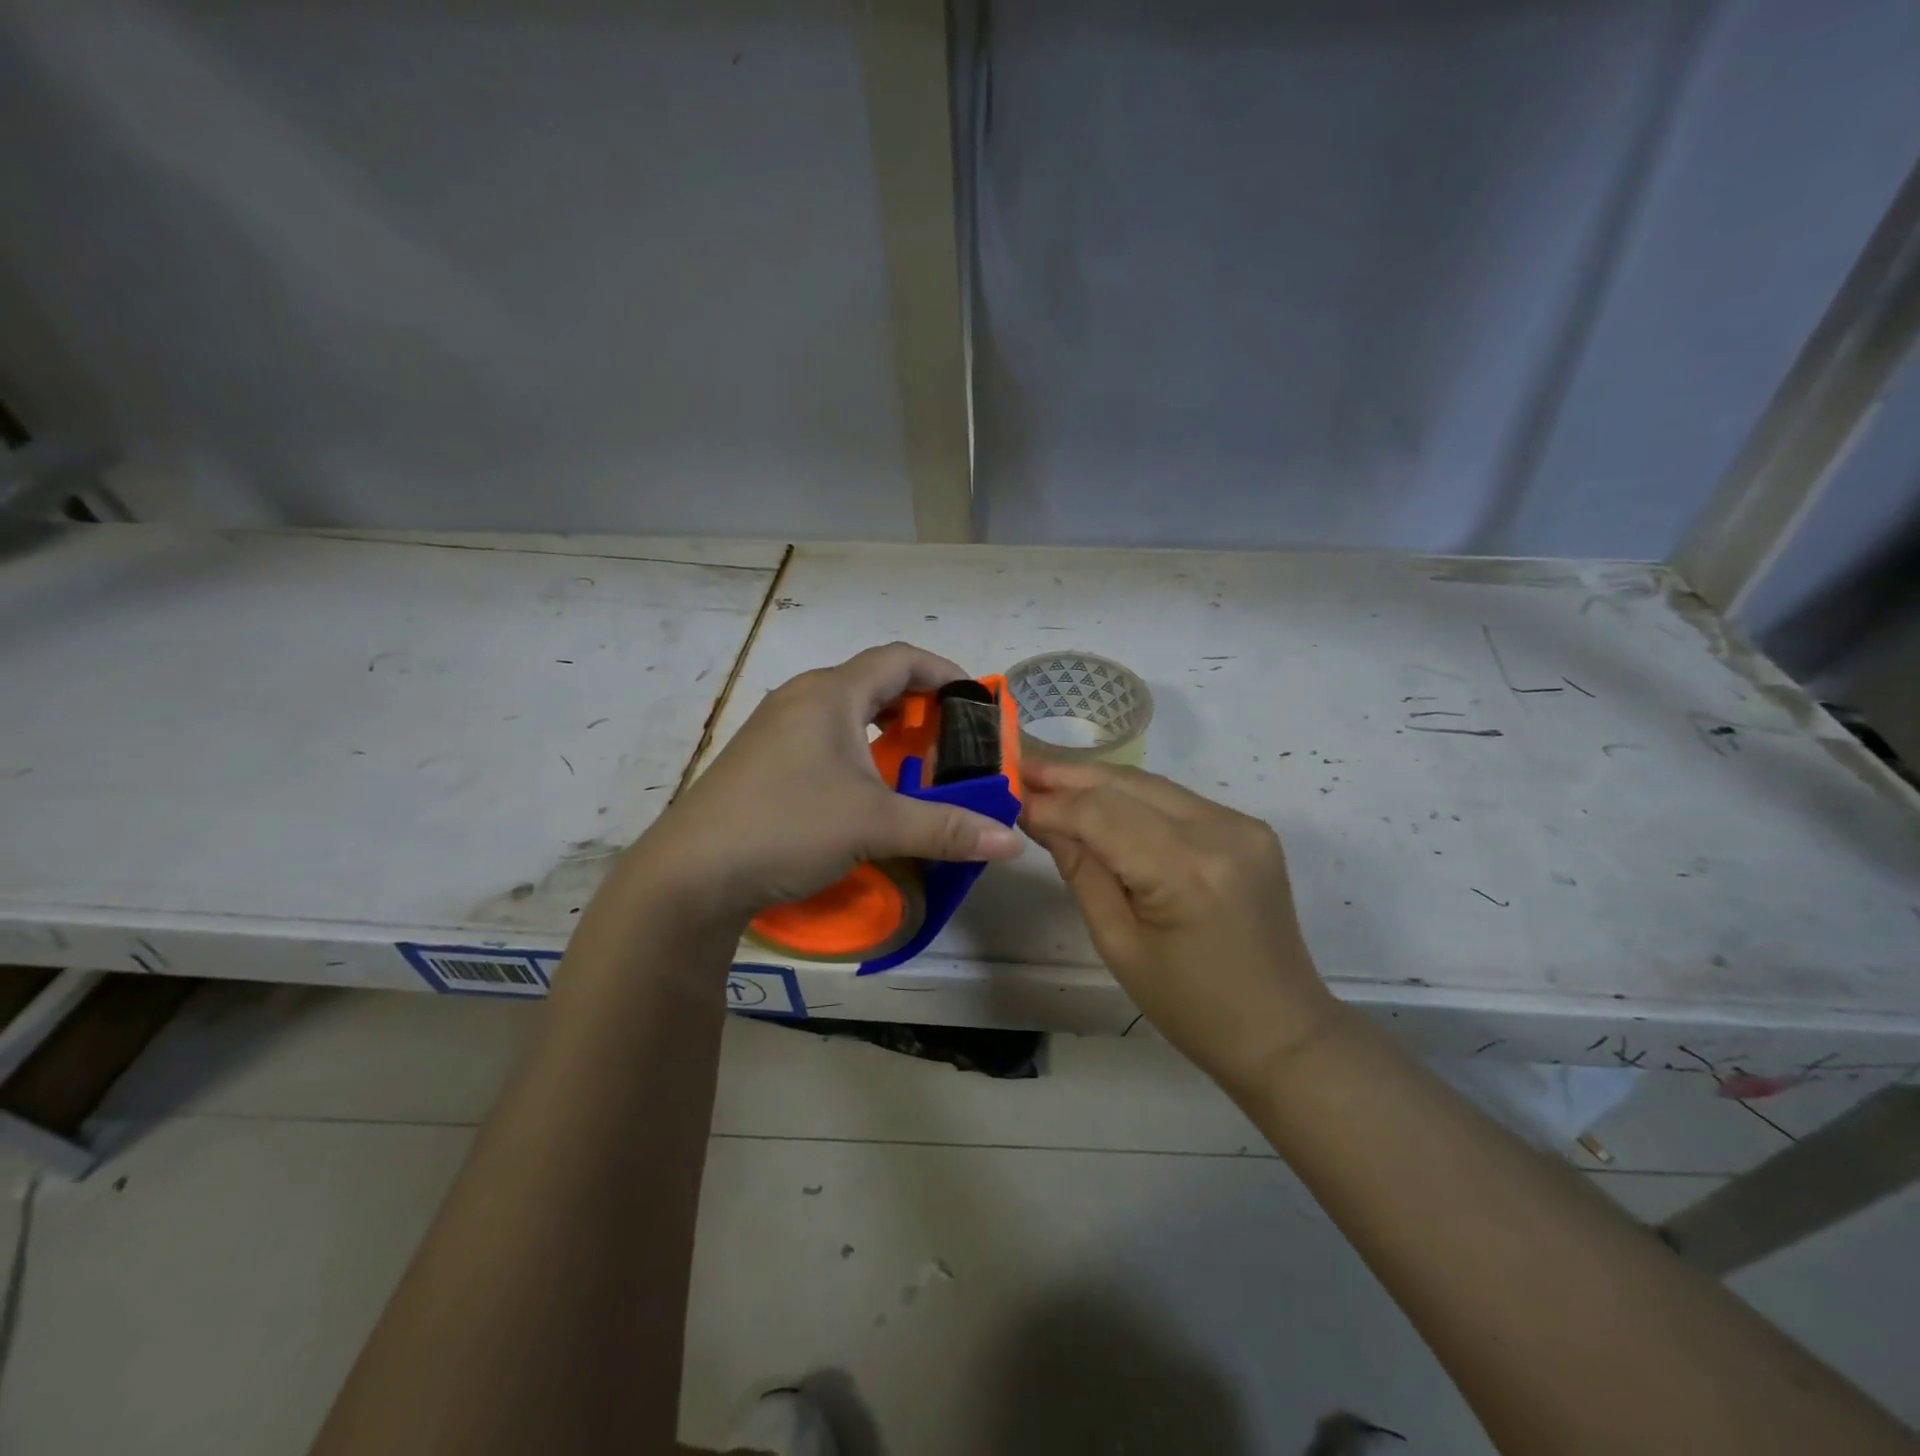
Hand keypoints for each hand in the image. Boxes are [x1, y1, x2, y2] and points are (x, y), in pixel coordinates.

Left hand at [629, 643, 1022, 928]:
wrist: (691, 873)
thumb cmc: (787, 827)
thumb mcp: (875, 825)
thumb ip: (946, 828)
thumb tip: (1011, 842)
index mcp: (831, 693)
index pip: (900, 659)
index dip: (944, 672)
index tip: (976, 700)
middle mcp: (802, 697)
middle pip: (873, 680)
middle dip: (918, 703)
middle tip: (950, 737)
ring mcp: (776, 726)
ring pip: (845, 708)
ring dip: (886, 726)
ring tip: (913, 759)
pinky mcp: (762, 757)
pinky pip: (823, 733)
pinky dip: (857, 745)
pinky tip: (864, 785)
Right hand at [1020, 760, 1337, 1092]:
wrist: (1279, 1029)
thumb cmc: (1190, 1006)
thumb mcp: (1118, 944)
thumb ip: (1081, 870)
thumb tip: (1040, 818)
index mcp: (1186, 871)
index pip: (1102, 814)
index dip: (1052, 802)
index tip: (1009, 794)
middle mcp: (1220, 831)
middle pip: (1127, 784)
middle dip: (1069, 776)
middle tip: (1021, 768)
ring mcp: (1241, 824)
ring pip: (1151, 785)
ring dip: (1098, 781)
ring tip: (1048, 778)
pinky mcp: (1248, 827)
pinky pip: (1175, 800)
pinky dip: (1131, 797)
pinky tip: (1098, 800)